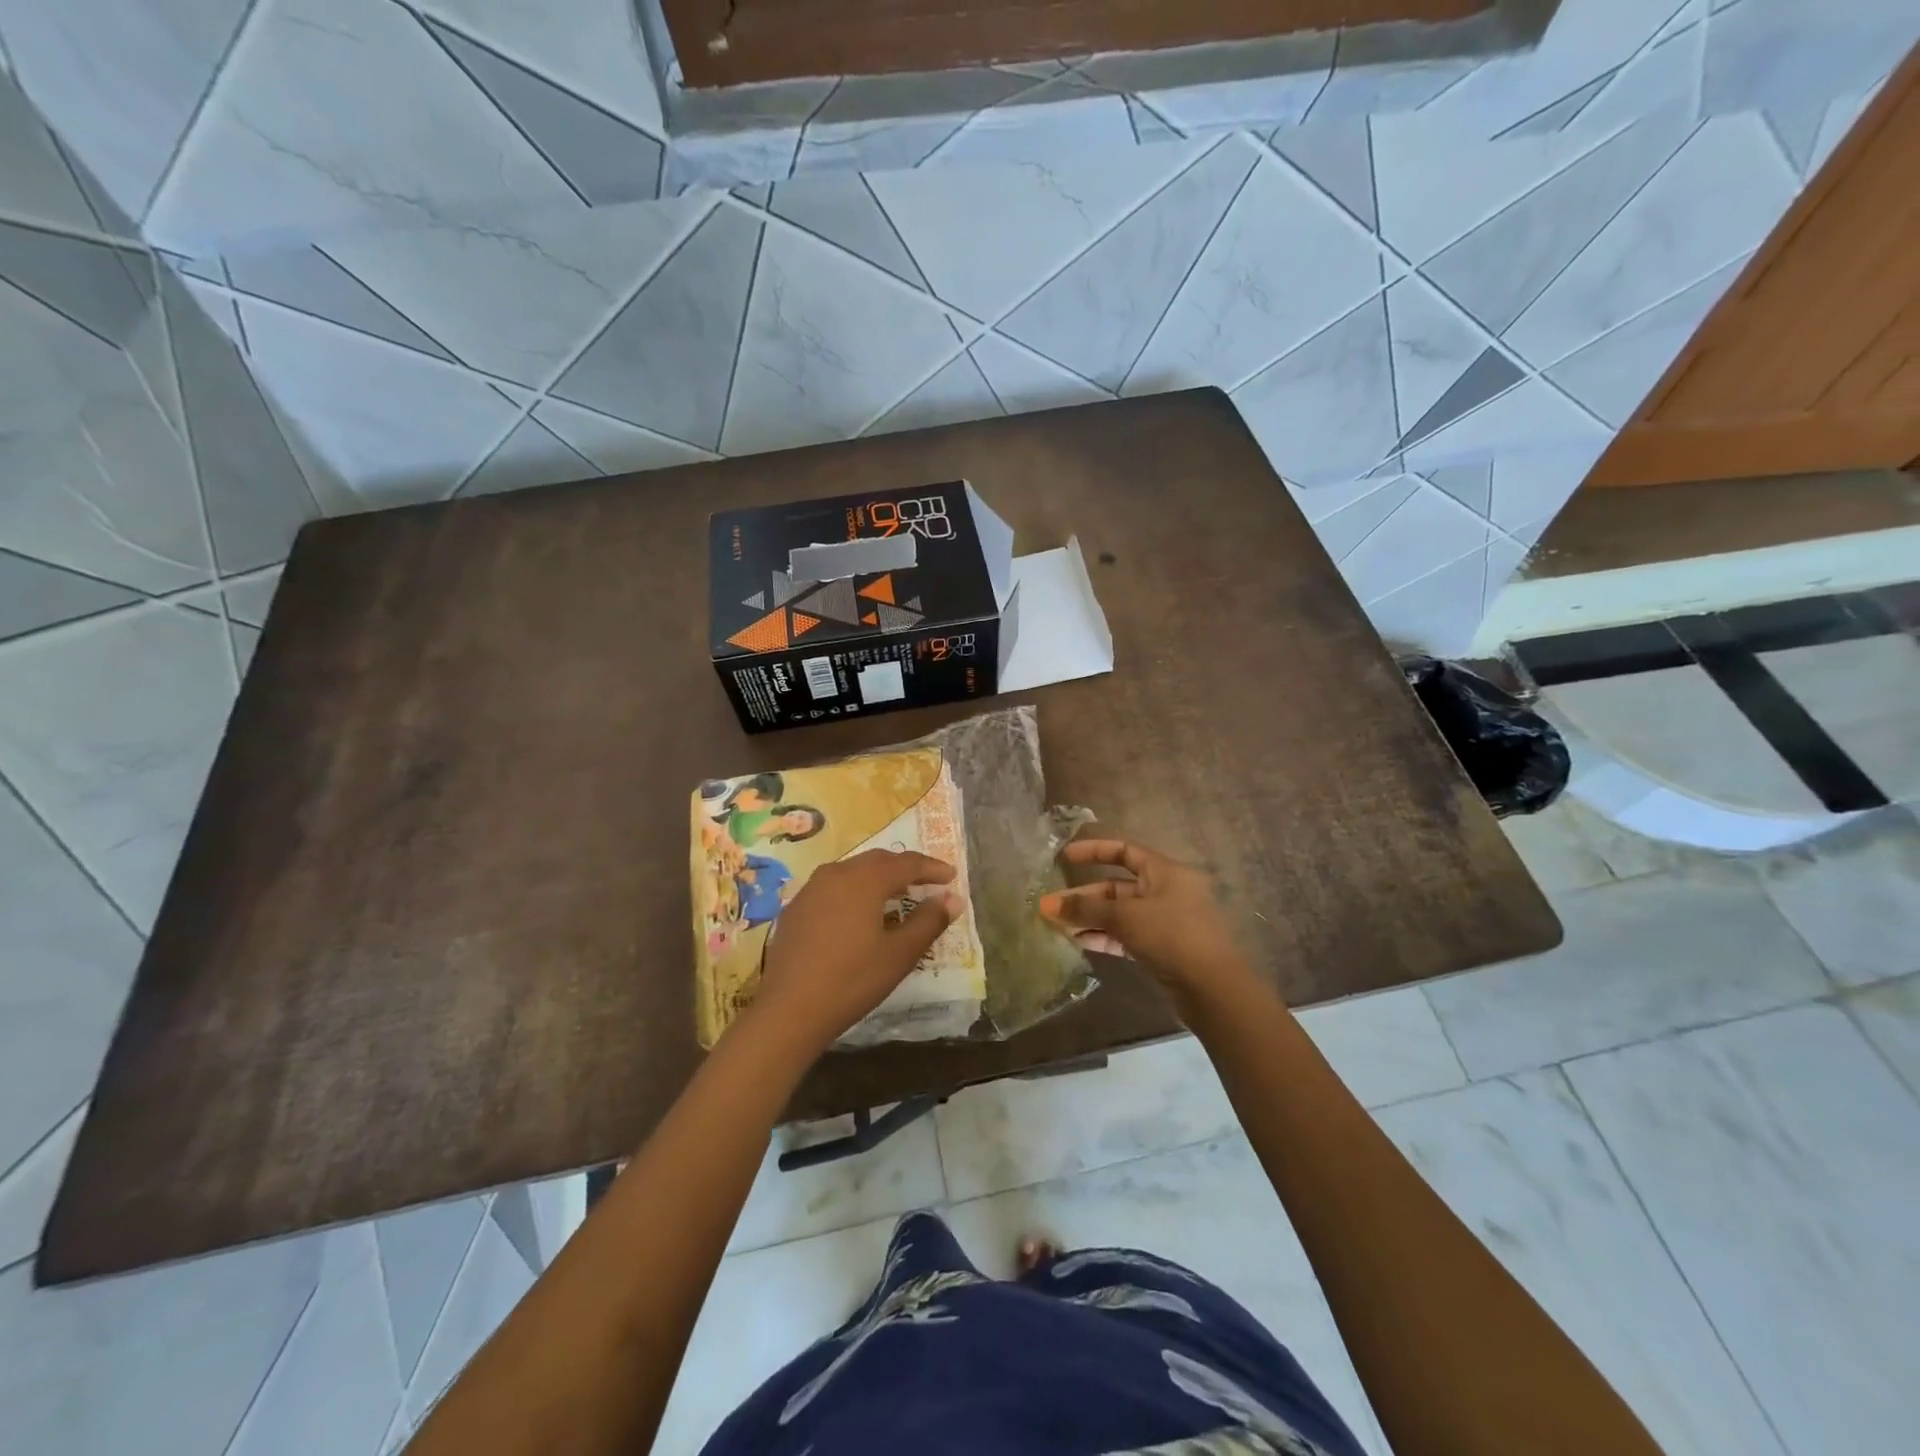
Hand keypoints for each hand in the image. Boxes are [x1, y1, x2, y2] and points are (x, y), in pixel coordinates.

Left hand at [742, 849, 961, 1056]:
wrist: (789, 1010)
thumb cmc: (852, 980)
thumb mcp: (899, 954)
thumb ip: (929, 922)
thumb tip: (953, 898)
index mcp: (864, 880)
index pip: (907, 863)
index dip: (932, 868)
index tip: (952, 877)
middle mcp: (836, 874)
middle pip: (878, 861)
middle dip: (905, 868)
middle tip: (926, 882)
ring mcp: (811, 889)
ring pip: (853, 871)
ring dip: (878, 878)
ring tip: (896, 895)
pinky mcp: (796, 908)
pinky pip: (833, 887)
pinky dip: (854, 891)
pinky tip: (859, 914)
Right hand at [1040, 839, 1256, 1012]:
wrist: (1213, 988)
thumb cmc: (1171, 936)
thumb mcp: (1125, 916)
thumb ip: (1086, 908)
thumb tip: (1047, 905)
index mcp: (1164, 871)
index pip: (1124, 850)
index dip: (1093, 850)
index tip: (1064, 857)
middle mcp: (1166, 891)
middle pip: (1117, 886)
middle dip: (1084, 896)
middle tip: (1052, 907)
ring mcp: (1166, 921)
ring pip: (1120, 913)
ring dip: (1091, 918)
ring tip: (1059, 927)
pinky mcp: (1163, 948)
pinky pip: (1128, 935)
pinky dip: (1105, 936)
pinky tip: (1079, 942)